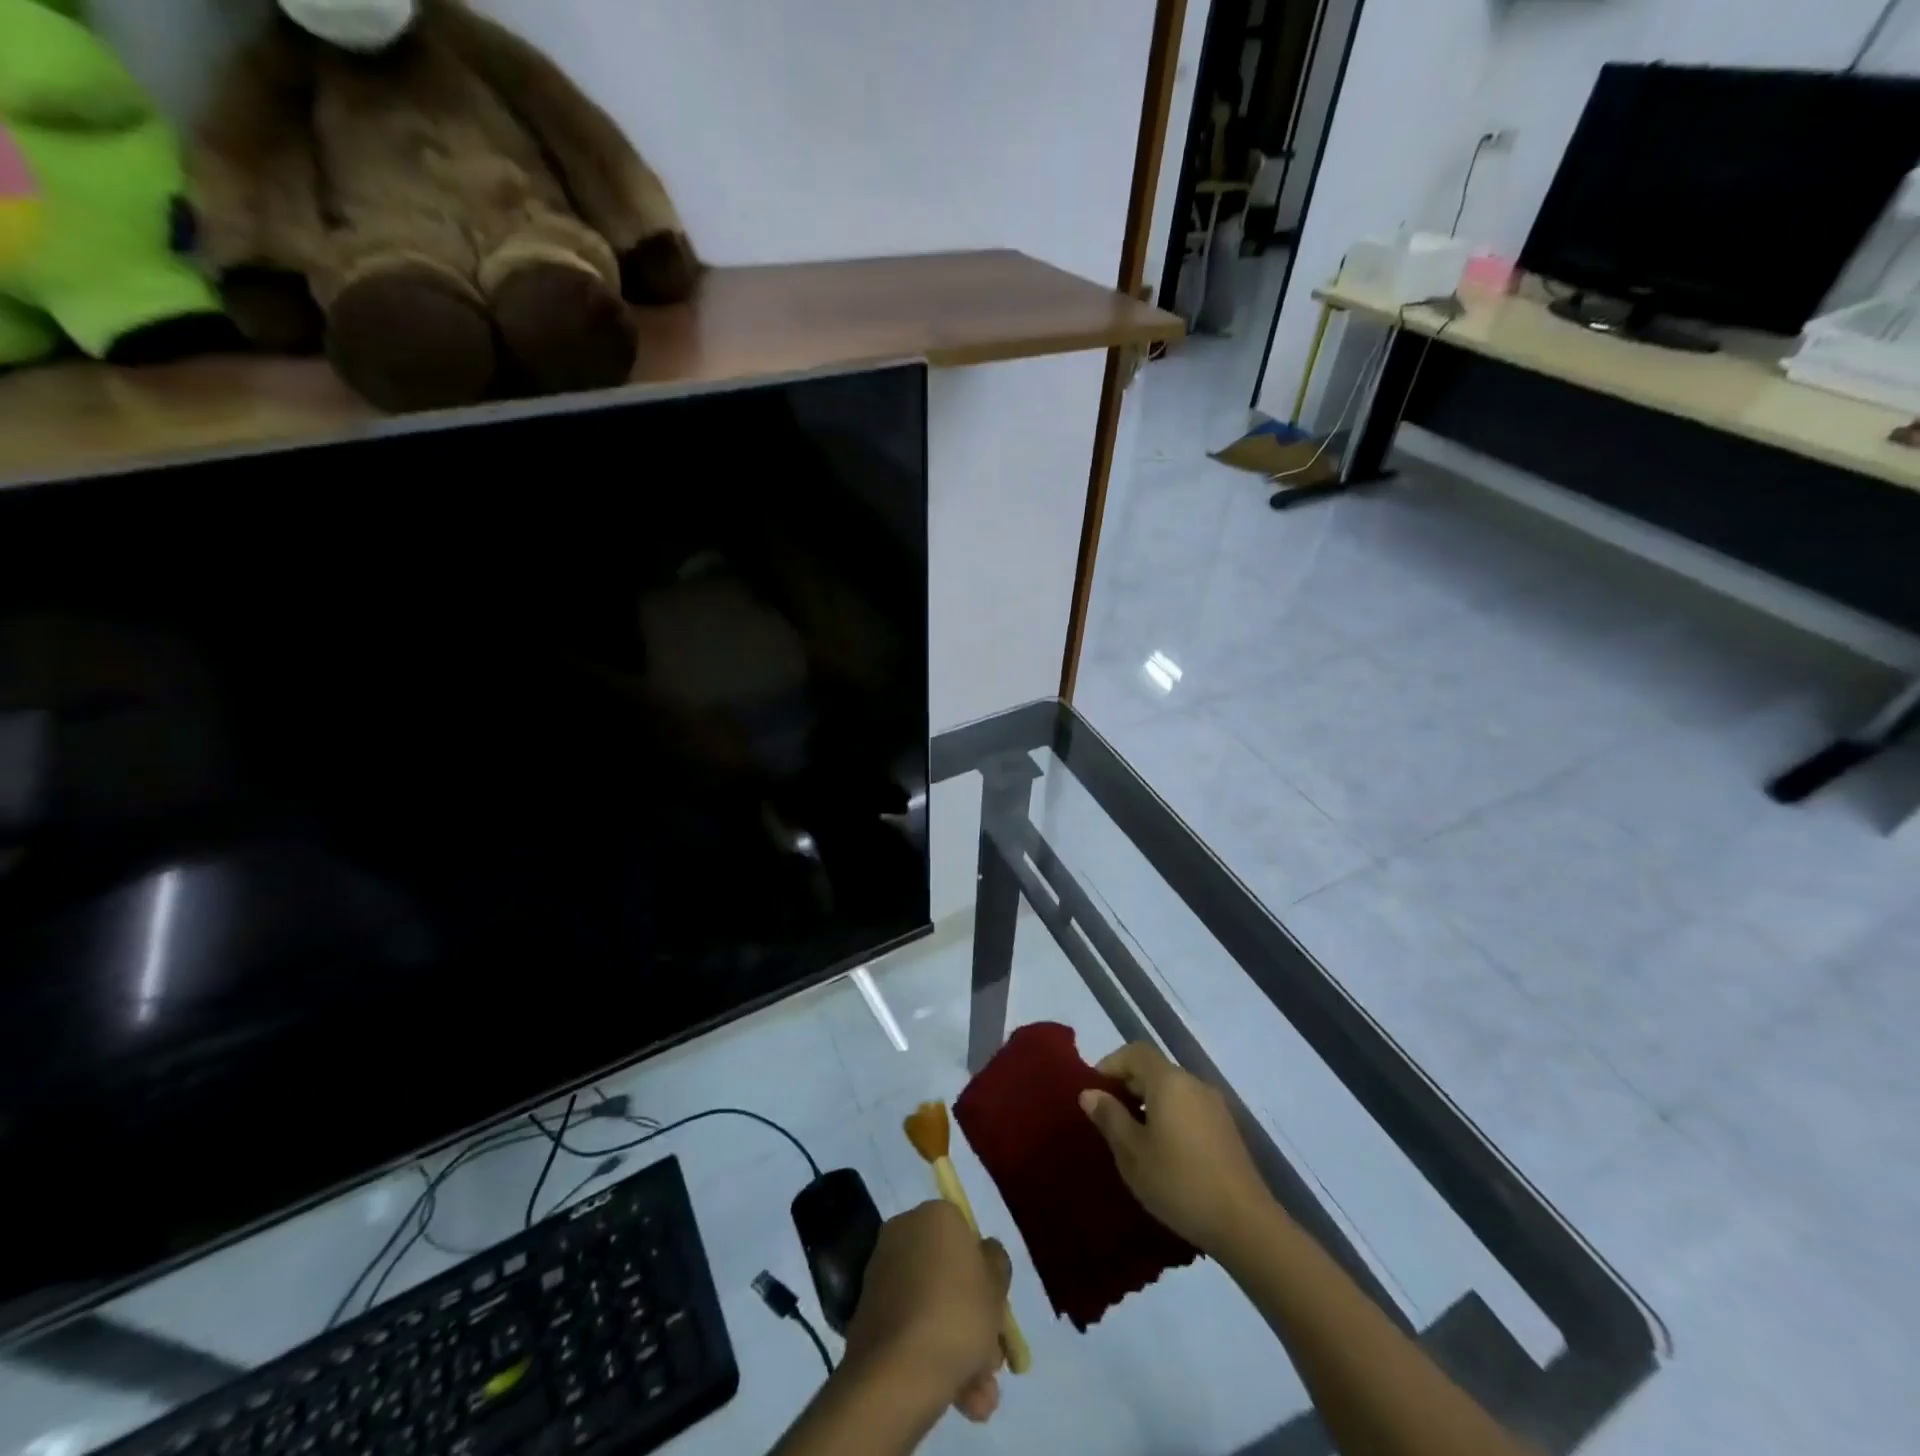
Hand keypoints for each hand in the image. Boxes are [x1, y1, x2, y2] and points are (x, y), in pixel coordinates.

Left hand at [843, 1202, 1012, 1423]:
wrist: (897, 1372)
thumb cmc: (957, 1314)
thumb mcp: (996, 1284)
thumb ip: (996, 1263)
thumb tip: (984, 1255)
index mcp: (934, 1215)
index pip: (966, 1235)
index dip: (985, 1273)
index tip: (997, 1309)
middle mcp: (904, 1233)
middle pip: (949, 1276)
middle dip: (974, 1320)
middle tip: (992, 1360)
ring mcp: (882, 1274)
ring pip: (933, 1307)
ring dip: (960, 1349)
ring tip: (979, 1397)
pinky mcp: (868, 1314)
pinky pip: (911, 1328)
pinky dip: (932, 1356)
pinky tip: (959, 1398)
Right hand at [1080, 1042, 1270, 1255]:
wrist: (1245, 1224)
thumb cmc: (1179, 1182)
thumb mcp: (1132, 1153)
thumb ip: (1109, 1117)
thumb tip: (1090, 1092)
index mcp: (1169, 1081)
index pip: (1135, 1052)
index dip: (1110, 1064)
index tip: (1095, 1092)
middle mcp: (1193, 1083)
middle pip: (1155, 1069)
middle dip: (1128, 1086)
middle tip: (1108, 1117)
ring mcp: (1214, 1106)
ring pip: (1172, 1091)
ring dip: (1149, 1104)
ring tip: (1133, 1137)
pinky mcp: (1226, 1130)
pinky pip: (1189, 1109)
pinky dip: (1170, 1117)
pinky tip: (1164, 1152)